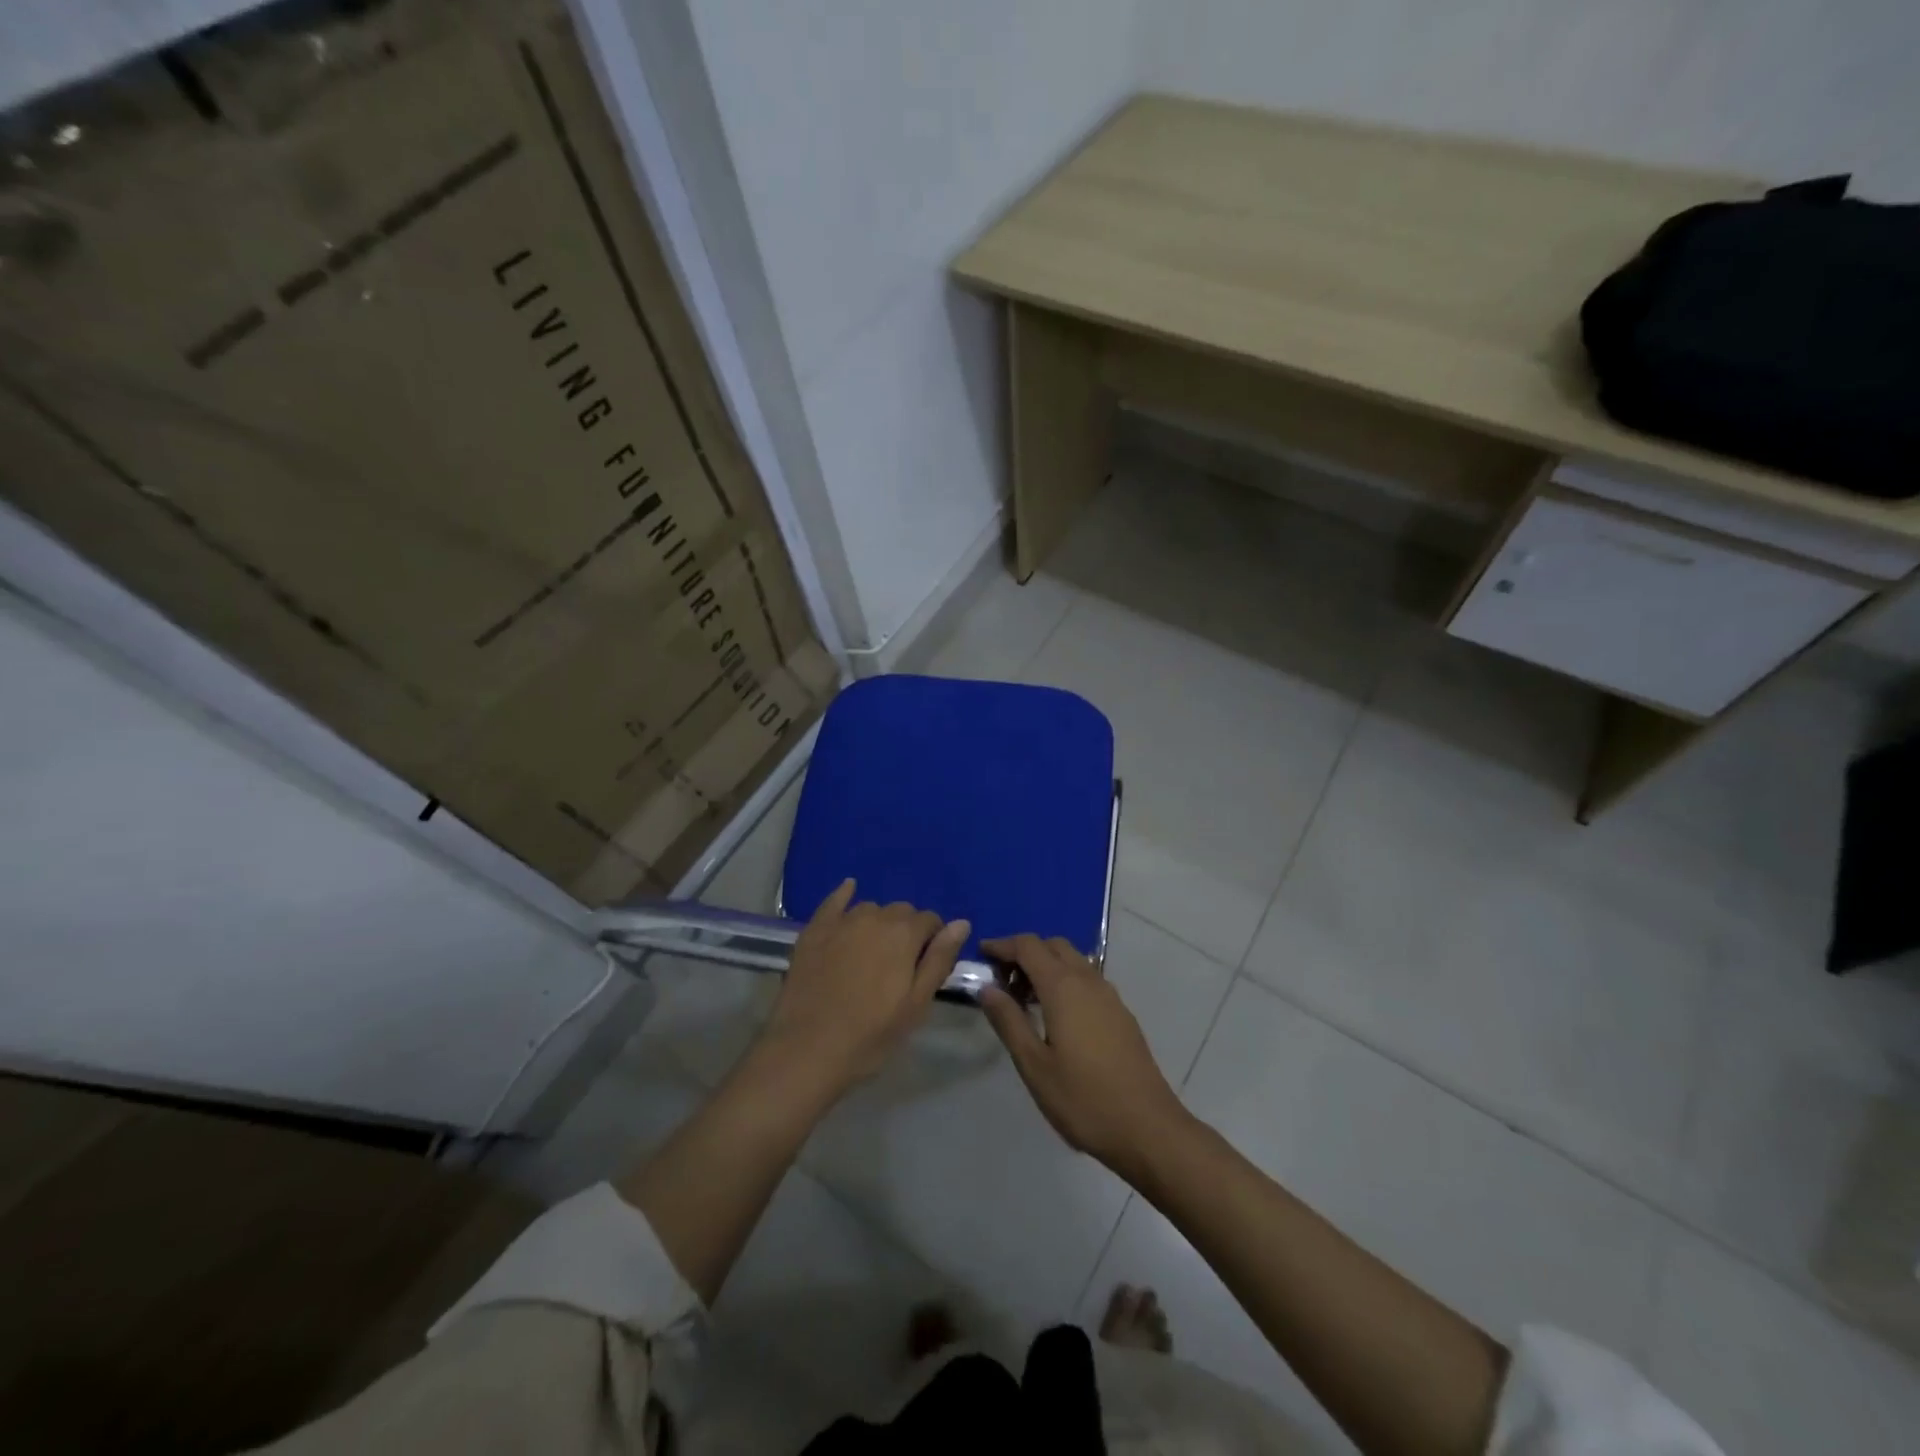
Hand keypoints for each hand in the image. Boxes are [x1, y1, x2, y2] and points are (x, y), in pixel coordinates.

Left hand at [759, 880, 969, 1096]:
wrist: (807, 1049)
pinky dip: (845, 895)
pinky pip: (834, 901)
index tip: (927, 965)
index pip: (930, 920)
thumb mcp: (916, 1004)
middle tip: (900, 965)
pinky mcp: (814, 930)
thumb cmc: (871, 1034)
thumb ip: (939, 959)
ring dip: (879, 922)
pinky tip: (849, 889)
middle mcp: (875, 917)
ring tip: (873, 952)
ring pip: (871, 909)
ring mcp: (841, 921)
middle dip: (907, 930)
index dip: (933, 940)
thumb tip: (962, 923)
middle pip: (901, 911)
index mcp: (904, 934)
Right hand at [979, 935, 1191, 1179]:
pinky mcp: (1121, 1013)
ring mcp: (1109, 995)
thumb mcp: (1034, 1065)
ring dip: (1046, 966)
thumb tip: (987, 988)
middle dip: (1025, 953)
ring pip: (1073, 960)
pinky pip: (1087, 979)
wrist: (1148, 1128)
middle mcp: (1088, 980)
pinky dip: (1065, 980)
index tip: (981, 955)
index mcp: (1063, 987)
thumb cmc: (1083, 1098)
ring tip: (1024, 1000)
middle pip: (1053, 946)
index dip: (1002, 945)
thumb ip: (1008, 1021)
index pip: (1028, 946)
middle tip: (1002, 981)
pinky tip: (1056, 1016)